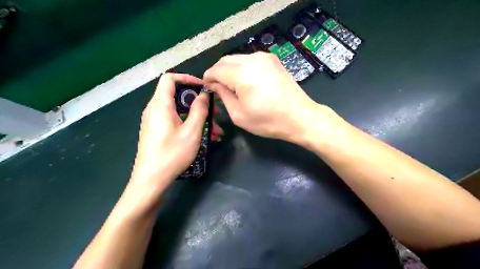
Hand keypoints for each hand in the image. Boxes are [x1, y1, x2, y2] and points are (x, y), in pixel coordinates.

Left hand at [129, 74, 222, 189]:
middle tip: (216, 113)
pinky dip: (190, 125)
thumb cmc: (172, 154)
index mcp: (160, 104)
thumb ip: (199, 110)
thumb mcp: (191, 131)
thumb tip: (203, 94)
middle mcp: (155, 109)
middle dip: (199, 104)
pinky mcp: (157, 132)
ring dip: (198, 118)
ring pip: (180, 112)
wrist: (151, 180)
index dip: (188, 79)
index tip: (204, 88)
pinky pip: (176, 122)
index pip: (170, 79)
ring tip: (216, 132)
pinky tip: (205, 138)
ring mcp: (155, 121)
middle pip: (178, 97)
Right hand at [202, 52, 317, 141]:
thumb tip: (213, 84)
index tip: (206, 87)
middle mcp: (252, 59)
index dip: (208, 78)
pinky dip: (242, 68)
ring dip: (229, 70)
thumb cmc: (268, 121)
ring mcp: (264, 57)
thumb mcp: (238, 114)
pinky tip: (245, 81)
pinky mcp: (273, 59)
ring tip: (231, 85)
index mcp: (242, 74)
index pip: (216, 70)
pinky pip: (250, 60)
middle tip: (217, 87)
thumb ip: (223, 95)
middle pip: (225, 61)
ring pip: (237, 59)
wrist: (300, 117)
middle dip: (217, 72)